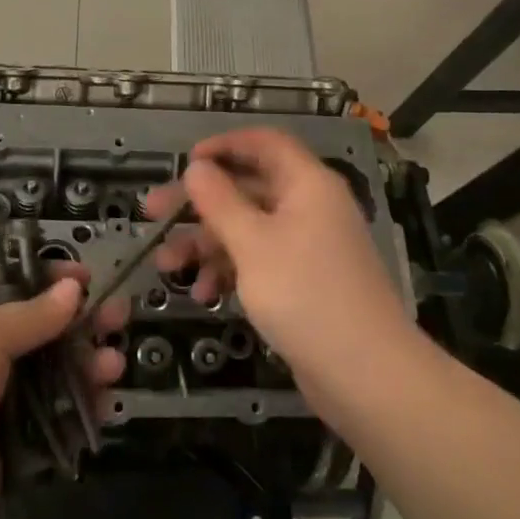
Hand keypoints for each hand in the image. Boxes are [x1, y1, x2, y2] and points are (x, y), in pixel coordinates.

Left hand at [0, 265, 126, 518]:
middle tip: (121, 316)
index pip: (14, 286)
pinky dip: (80, 412)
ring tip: (115, 364)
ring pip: (53, 376)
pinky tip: (105, 402)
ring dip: (86, 366)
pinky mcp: (10, 447)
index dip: (51, 279)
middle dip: (82, 323)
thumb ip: (32, 315)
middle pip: (43, 331)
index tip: (87, 277)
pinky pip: (53, 422)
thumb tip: (73, 287)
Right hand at [147, 128, 413, 414]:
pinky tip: (203, 294)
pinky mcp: (303, 282)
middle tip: (153, 213)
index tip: (185, 162)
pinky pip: (259, 261)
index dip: (224, 145)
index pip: (264, 143)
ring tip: (166, 265)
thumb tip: (197, 167)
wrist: (366, 375)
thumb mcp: (252, 243)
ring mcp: (307, 246)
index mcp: (306, 184)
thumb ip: (220, 201)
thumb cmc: (305, 293)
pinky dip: (230, 270)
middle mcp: (309, 207)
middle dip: (200, 202)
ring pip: (248, 228)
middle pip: (247, 187)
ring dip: (206, 242)